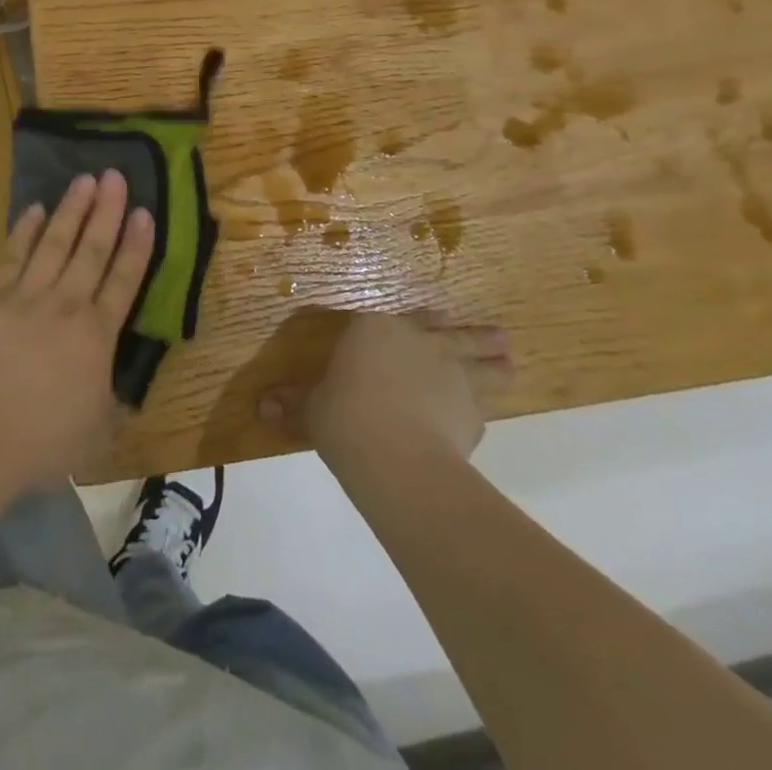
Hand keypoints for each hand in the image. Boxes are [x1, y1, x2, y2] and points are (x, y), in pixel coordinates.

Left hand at [0, 171, 153, 491]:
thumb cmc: (42, 443)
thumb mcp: (97, 433)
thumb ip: (111, 404)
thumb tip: (121, 393)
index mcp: (97, 335)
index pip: (124, 280)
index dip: (137, 245)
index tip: (145, 211)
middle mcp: (66, 305)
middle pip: (92, 249)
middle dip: (106, 211)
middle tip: (115, 175)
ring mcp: (25, 297)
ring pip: (55, 243)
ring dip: (71, 210)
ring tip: (84, 179)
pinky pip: (12, 256)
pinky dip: (24, 231)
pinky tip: (34, 210)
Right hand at [259, 311, 510, 465]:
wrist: (396, 454)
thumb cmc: (345, 416)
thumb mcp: (312, 409)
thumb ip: (293, 404)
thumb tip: (260, 407)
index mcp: (375, 329)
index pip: (393, 318)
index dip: (415, 319)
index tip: (432, 317)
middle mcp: (417, 341)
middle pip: (447, 331)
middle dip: (469, 332)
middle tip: (495, 332)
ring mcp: (449, 371)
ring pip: (477, 359)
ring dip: (493, 358)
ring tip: (511, 357)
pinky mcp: (471, 408)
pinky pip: (480, 403)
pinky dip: (482, 406)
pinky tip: (482, 415)